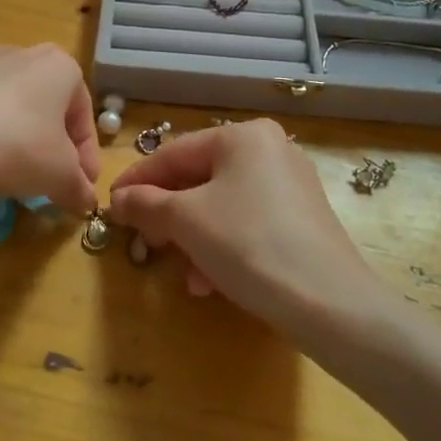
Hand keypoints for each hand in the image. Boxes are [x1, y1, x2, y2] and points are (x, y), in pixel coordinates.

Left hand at [0, 44, 100, 216]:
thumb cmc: (15, 147)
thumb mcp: (59, 176)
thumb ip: (78, 188)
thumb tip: (86, 202)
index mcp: (60, 68)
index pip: (84, 116)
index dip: (86, 157)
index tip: (80, 188)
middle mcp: (22, 54)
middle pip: (46, 104)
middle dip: (50, 141)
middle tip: (47, 178)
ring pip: (6, 98)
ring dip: (12, 129)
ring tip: (4, 168)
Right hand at [107, 119, 389, 346]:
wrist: (331, 304)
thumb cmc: (249, 245)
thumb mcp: (187, 221)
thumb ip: (146, 204)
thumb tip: (118, 199)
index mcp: (243, 136)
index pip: (175, 153)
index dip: (138, 180)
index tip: (110, 204)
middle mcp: (270, 149)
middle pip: (200, 179)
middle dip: (169, 216)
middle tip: (144, 241)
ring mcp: (291, 184)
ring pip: (223, 205)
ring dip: (194, 238)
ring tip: (183, 273)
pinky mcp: (304, 218)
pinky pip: (248, 222)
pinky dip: (224, 245)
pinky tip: (211, 281)